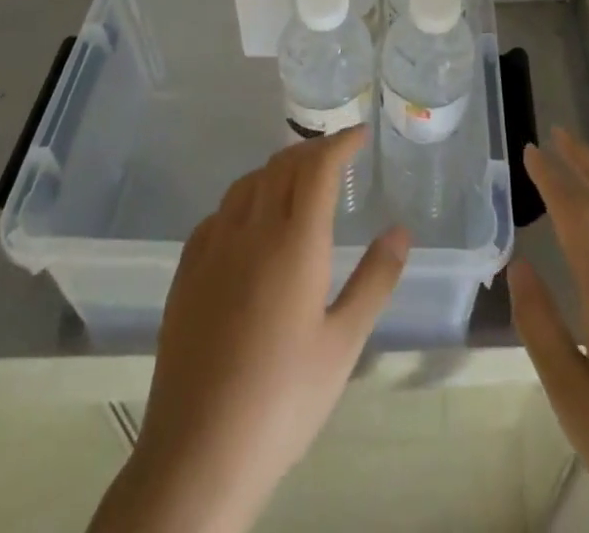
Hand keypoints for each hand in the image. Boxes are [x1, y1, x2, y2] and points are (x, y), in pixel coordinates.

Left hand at [93, 126, 408, 532]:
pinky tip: (250, 222)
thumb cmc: (283, 400)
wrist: (197, 454)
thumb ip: (375, 280)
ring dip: (277, 169)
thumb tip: (401, 230)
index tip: (359, 134)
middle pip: (282, 165)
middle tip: (336, 156)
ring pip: (247, 183)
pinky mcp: (186, 272)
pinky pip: (218, 213)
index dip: (340, 142)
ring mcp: (212, 248)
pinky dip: (244, 198)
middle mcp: (251, 230)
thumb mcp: (344, 344)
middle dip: (312, 150)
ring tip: (297, 181)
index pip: (318, 167)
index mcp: (294, 241)